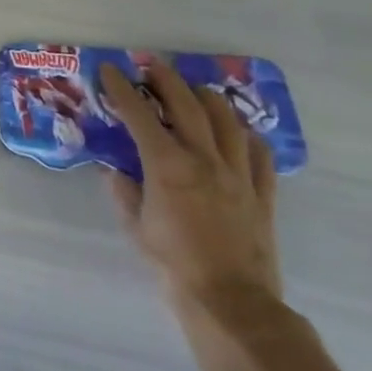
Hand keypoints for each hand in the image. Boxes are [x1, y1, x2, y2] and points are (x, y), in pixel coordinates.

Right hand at [97, 57, 281, 325]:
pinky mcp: (262, 193)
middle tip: (150, 67)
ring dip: (207, 98)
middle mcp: (203, 159)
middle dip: (165, 78)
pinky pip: (259, 154)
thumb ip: (123, 192)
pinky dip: (245, 136)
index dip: (121, 88)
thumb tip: (115, 171)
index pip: (139, 113)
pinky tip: (236, 133)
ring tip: (194, 91)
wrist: (232, 304)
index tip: (109, 70)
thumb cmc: (173, 264)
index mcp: (166, 164)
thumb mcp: (135, 225)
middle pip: (186, 103)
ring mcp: (238, 174)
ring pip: (226, 119)